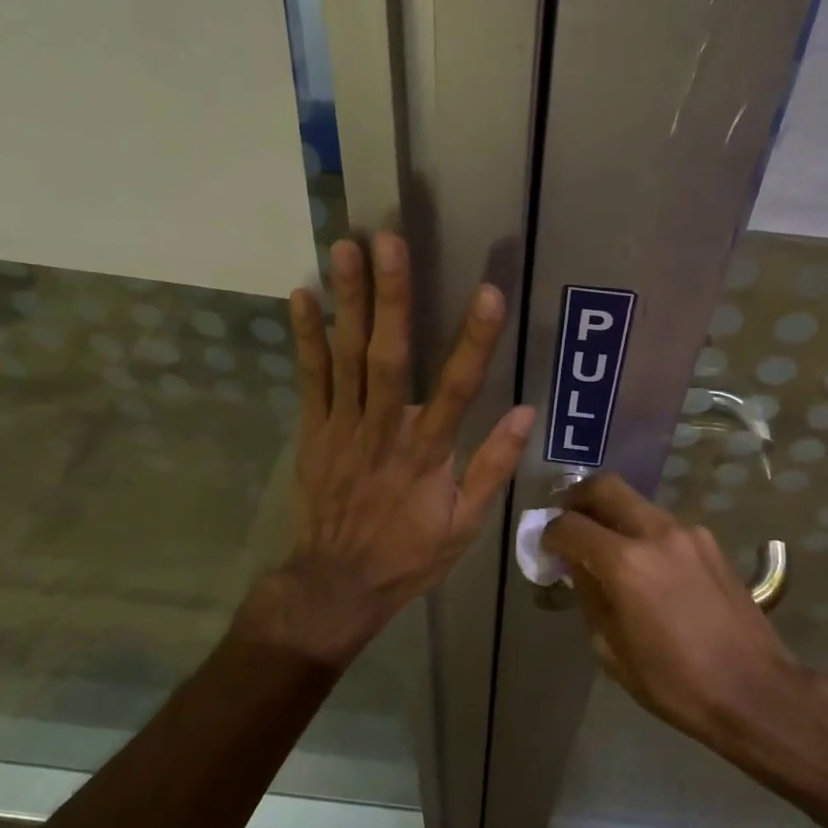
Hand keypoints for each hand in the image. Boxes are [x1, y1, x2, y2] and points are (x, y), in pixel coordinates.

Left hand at [271, 233, 533, 665]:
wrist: (335, 585)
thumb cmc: (408, 554)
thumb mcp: (465, 525)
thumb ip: (493, 467)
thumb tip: (526, 413)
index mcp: (428, 453)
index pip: (458, 388)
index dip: (474, 340)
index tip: (487, 293)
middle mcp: (384, 430)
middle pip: (389, 356)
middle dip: (392, 297)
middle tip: (390, 241)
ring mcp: (343, 427)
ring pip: (346, 356)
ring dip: (347, 301)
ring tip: (345, 247)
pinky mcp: (313, 430)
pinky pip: (309, 378)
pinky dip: (305, 336)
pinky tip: (302, 295)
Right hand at [544, 474, 803, 741]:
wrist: (753, 689)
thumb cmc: (673, 681)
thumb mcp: (611, 648)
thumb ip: (588, 595)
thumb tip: (576, 565)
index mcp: (625, 562)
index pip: (570, 526)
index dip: (550, 534)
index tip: (546, 547)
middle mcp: (656, 533)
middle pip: (606, 487)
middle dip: (578, 499)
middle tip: (567, 520)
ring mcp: (688, 532)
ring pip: (637, 503)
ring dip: (613, 514)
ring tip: (606, 546)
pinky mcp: (710, 542)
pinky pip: (664, 524)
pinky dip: (642, 532)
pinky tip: (645, 565)